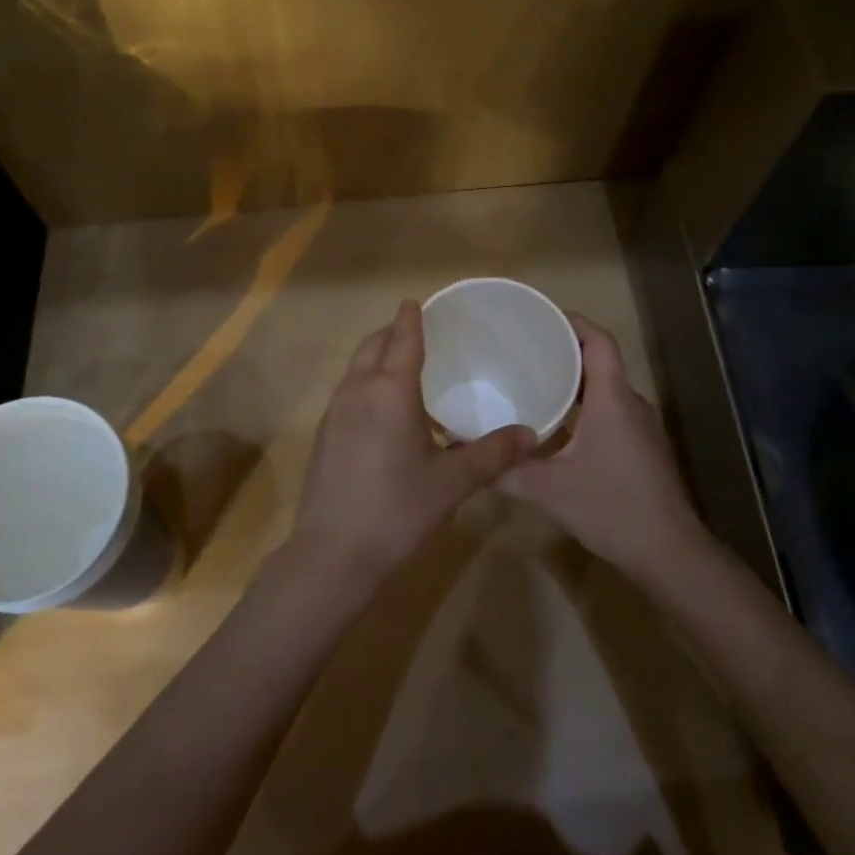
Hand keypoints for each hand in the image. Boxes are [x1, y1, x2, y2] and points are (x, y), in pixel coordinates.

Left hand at [289, 300, 535, 590]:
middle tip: (416, 333)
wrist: (333, 552)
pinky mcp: (323, 434)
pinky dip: (365, 383)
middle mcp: (358, 391)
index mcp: (390, 391)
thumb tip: (530, 434)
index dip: (411, 318)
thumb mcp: (453, 482)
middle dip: (392, 333)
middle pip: (373, 346)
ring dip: (376, 357)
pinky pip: (347, 392)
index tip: (416, 301)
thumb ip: (492, 454)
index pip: (403, 339)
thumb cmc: (397, 509)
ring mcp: (334, 412)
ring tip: (402, 367)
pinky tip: (382, 411)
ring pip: (356, 368)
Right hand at [499, 315, 703, 581]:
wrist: (668, 552)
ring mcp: (640, 426)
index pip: (599, 341)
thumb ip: (505, 470)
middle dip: (564, 349)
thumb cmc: (611, 508)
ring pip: (605, 387)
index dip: (572, 322)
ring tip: (533, 381)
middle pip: (600, 360)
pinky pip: (610, 410)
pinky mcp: (641, 447)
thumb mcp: (548, 490)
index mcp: (612, 399)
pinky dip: (584, 405)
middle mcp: (630, 404)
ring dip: (574, 380)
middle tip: (523, 350)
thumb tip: (462, 455)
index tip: (539, 318)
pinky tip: (556, 425)